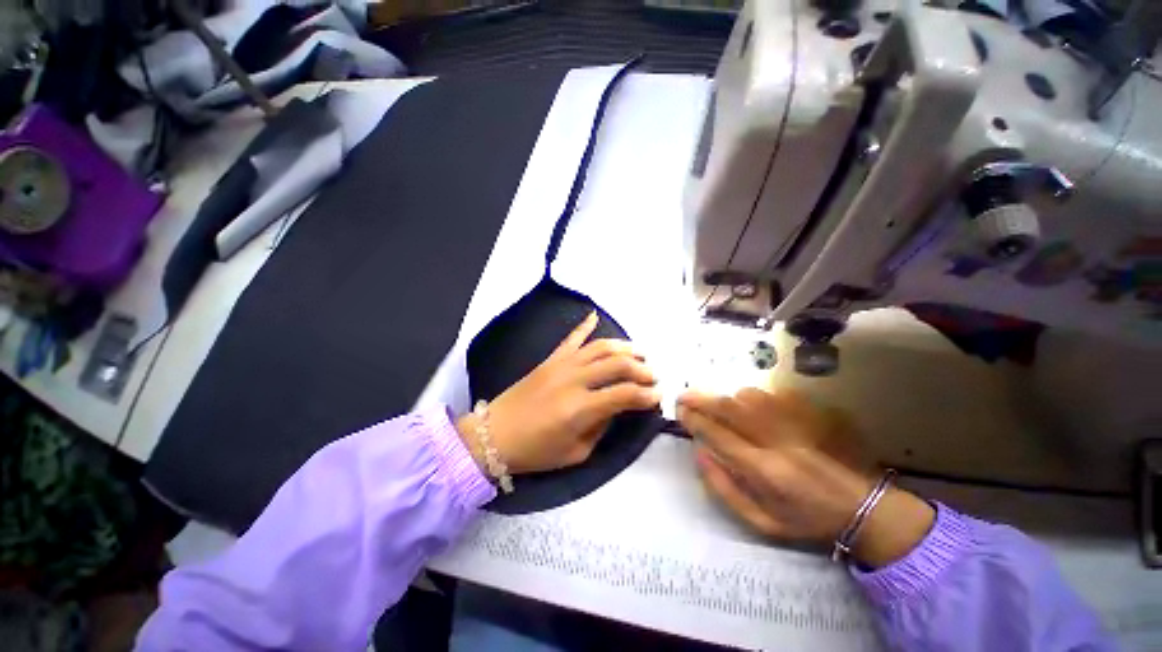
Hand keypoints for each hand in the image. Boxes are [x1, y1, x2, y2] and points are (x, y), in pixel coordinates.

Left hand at [457, 312, 661, 474]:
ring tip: (639, 354)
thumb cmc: (536, 451)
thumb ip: (601, 427)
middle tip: (653, 376)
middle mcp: (574, 380)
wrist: (494, 435)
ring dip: (624, 348)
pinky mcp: (550, 359)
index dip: (647, 395)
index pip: (625, 394)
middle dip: (642, 369)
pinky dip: (584, 325)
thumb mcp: (576, 452)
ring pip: (600, 347)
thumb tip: (618, 407)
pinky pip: (571, 338)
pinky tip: (595, 315)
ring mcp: (561, 365)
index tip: (658, 397)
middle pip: (618, 365)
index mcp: (581, 408)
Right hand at [677, 388, 934, 567]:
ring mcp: (795, 424)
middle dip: (701, 399)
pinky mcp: (810, 415)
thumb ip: (724, 488)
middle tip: (684, 396)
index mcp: (764, 471)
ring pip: (749, 397)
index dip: (694, 420)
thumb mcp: (761, 521)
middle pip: (730, 409)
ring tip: (715, 404)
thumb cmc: (806, 519)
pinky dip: (750, 397)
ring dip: (726, 398)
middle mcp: (776, 441)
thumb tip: (699, 453)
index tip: (680, 412)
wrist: (861, 507)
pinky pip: (770, 395)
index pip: (718, 435)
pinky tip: (745, 404)